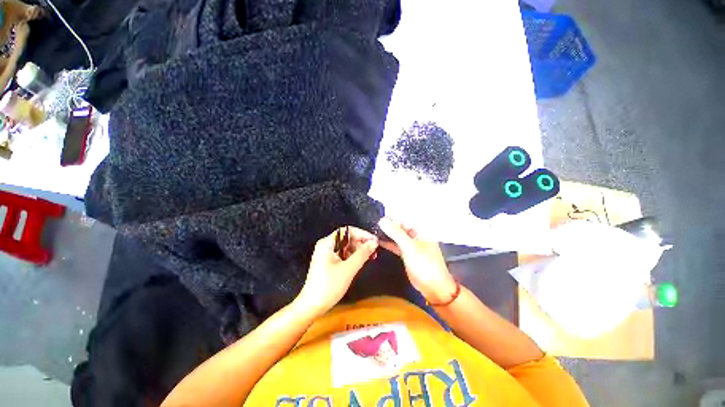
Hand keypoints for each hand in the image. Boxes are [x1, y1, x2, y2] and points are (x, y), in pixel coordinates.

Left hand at [295, 227, 378, 316]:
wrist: (312, 307)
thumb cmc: (329, 286)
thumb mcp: (348, 269)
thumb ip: (362, 254)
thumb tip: (374, 242)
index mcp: (327, 243)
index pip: (347, 231)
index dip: (362, 234)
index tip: (374, 241)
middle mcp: (326, 246)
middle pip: (347, 238)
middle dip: (361, 243)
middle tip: (374, 250)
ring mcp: (327, 255)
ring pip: (347, 247)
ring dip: (359, 250)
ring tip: (371, 256)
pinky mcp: (329, 263)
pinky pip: (344, 255)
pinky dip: (354, 257)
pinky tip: (363, 261)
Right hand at [377, 217, 456, 302]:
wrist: (433, 286)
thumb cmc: (425, 264)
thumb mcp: (410, 247)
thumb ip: (396, 233)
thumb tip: (382, 220)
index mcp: (421, 230)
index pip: (405, 218)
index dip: (392, 217)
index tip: (379, 217)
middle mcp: (416, 235)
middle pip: (400, 226)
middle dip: (388, 225)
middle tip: (375, 224)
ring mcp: (411, 244)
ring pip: (397, 235)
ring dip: (387, 234)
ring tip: (374, 231)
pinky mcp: (407, 253)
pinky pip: (396, 244)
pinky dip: (389, 243)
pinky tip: (379, 241)